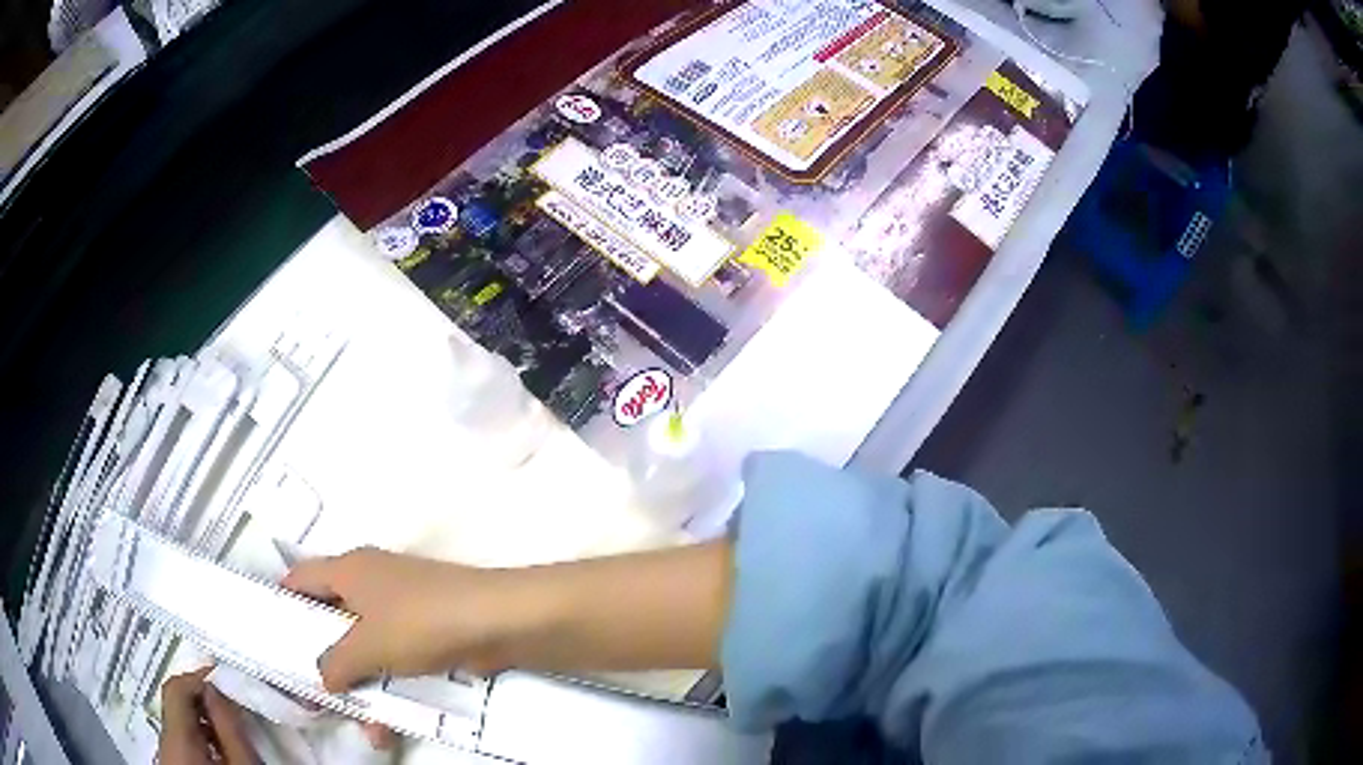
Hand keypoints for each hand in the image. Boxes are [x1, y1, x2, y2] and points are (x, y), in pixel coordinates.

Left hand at [158, 669, 257, 764]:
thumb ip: (229, 727)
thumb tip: (216, 689)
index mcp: (177, 739)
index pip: (175, 688)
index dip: (198, 676)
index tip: (224, 676)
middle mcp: (163, 743)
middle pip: (174, 707)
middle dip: (202, 702)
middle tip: (232, 707)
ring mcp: (165, 758)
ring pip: (177, 726)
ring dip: (201, 722)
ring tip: (229, 733)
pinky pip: (179, 743)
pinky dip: (198, 739)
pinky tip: (218, 753)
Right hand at [282, 542, 730, 692]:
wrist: (500, 621)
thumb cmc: (422, 622)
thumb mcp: (368, 644)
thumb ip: (336, 662)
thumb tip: (321, 677)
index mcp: (348, 570)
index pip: (299, 578)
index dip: (281, 603)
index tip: (268, 636)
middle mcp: (369, 584)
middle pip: (330, 621)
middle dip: (323, 661)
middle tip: (311, 696)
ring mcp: (400, 609)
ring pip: (364, 650)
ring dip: (360, 688)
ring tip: (359, 726)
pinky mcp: (427, 634)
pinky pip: (395, 663)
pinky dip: (390, 691)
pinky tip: (389, 726)